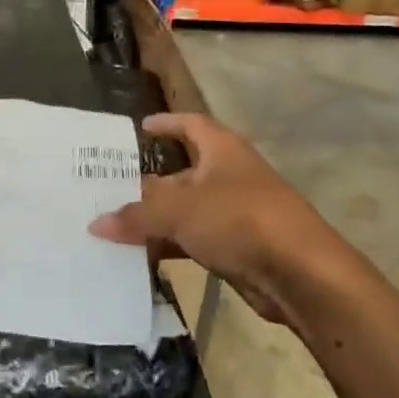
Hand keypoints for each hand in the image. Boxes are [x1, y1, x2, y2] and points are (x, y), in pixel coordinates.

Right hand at [90, 113, 328, 323]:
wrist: (302, 274)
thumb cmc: (239, 220)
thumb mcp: (179, 211)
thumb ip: (136, 216)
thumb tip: (96, 223)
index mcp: (221, 150)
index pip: (190, 124)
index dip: (166, 123)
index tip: (140, 128)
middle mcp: (228, 175)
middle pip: (181, 172)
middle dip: (148, 182)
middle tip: (108, 188)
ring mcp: (235, 213)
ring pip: (185, 210)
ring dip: (155, 219)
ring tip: (114, 227)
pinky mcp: (238, 247)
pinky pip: (194, 240)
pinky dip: (170, 246)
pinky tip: (141, 257)